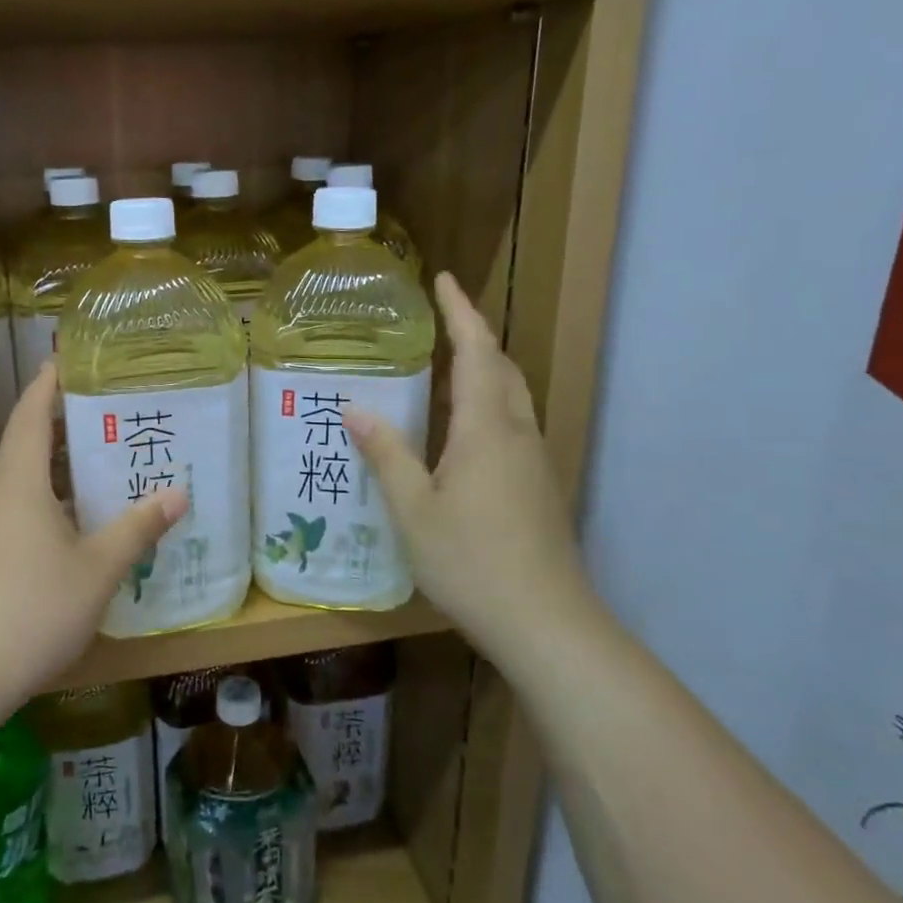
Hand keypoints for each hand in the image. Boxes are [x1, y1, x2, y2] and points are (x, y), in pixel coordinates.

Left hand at [0, 364, 186, 710]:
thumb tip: (178, 493)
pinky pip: (8, 507)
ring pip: (17, 479)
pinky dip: (39, 500)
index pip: (32, 412)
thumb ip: (138, 528)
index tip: (69, 358)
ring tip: (97, 467)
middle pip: (25, 443)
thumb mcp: (98, 569)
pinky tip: (67, 524)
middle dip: (63, 426)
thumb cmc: (33, 609)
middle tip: (108, 416)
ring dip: (53, 468)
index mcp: (18, 479)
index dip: (50, 382)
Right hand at [345, 273, 594, 656]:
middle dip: (473, 336)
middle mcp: (516, 433)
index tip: (444, 279)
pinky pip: (511, 424)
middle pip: (500, 367)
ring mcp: (534, 460)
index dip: (460, 312)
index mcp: (486, 429)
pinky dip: (486, 404)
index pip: (475, 351)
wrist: (547, 623)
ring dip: (482, 370)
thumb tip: (355, 408)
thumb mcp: (414, 510)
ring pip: (510, 396)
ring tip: (442, 368)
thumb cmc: (473, 562)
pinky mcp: (538, 486)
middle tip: (438, 322)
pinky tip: (459, 431)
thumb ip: (387, 455)